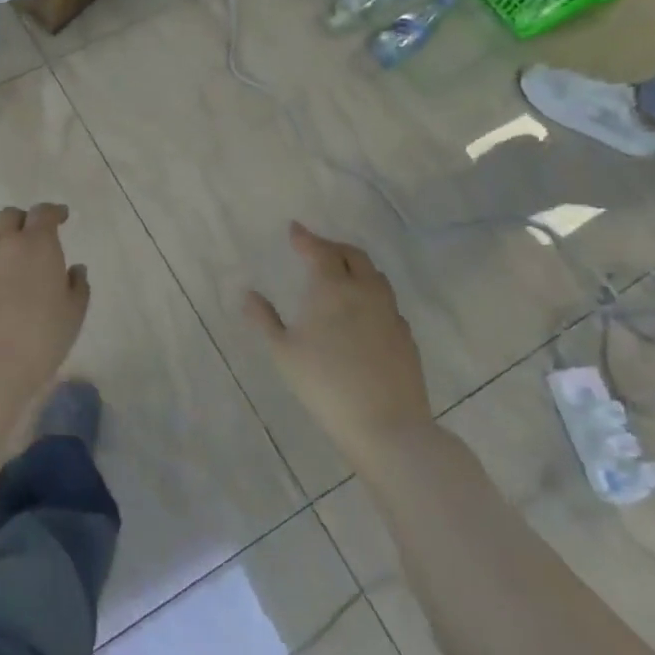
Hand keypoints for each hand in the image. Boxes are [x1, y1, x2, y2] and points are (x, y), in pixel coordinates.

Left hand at [0, 204, 90, 464]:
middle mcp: (3, 240)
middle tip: (28, 236)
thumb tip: (75, 269)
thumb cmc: (38, 340)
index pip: (44, 213)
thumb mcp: (72, 315)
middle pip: (9, 216)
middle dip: (21, 221)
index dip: (53, 212)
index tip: (60, 217)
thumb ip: (77, 286)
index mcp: (37, 244)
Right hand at [245, 221, 432, 471]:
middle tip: (316, 250)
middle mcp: (364, 292)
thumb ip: (264, 319)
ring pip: (375, 276)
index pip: (320, 250)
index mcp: (332, 288)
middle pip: (353, 255)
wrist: (385, 425)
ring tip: (340, 275)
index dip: (306, 238)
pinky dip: (371, 294)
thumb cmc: (324, 384)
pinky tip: (362, 311)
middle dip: (333, 247)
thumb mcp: (283, 352)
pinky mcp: (406, 336)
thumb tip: (248, 294)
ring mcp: (390, 313)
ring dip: (356, 266)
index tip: (294, 229)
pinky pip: (387, 302)